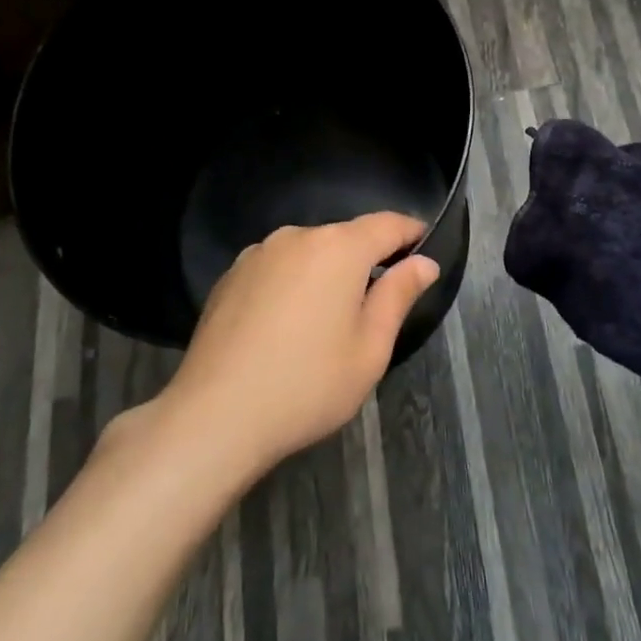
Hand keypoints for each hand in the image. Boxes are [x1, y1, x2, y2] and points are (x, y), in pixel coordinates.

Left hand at [156, 212, 437, 471]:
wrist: (214, 416)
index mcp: (339, 248)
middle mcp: (298, 236)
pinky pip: (277, 268)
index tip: (425, 247)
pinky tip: (284, 327)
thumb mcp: (370, 348)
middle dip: (367, 260)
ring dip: (326, 273)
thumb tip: (424, 262)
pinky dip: (292, 284)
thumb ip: (398, 296)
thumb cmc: (307, 385)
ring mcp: (259, 253)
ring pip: (309, 253)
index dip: (411, 232)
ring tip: (325, 321)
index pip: (388, 224)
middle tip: (376, 304)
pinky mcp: (231, 274)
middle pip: (346, 238)